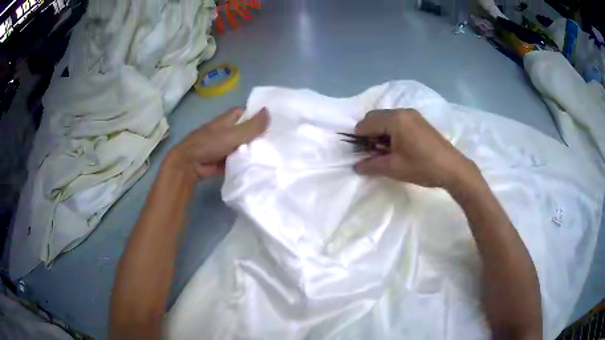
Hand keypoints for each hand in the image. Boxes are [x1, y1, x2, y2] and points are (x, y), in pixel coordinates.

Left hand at [163, 107, 268, 185]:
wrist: (189, 165)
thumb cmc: (209, 144)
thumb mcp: (232, 134)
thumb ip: (251, 126)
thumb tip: (269, 111)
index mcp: (228, 120)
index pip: (245, 113)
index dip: (257, 115)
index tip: (274, 120)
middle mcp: (227, 131)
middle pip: (246, 131)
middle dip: (258, 135)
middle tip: (279, 140)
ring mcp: (225, 147)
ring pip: (243, 146)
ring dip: (254, 150)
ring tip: (274, 153)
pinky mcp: (224, 161)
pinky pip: (239, 159)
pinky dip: (246, 162)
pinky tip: (261, 165)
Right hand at [353, 109, 479, 189]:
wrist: (453, 168)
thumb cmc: (422, 167)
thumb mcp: (394, 168)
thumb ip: (371, 165)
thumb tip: (356, 166)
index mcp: (395, 119)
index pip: (366, 123)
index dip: (359, 138)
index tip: (361, 153)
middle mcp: (403, 111)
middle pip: (375, 117)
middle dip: (369, 133)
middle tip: (372, 152)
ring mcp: (413, 114)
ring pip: (387, 118)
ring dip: (380, 131)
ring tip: (386, 151)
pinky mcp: (420, 120)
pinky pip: (398, 120)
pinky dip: (391, 130)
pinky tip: (398, 146)